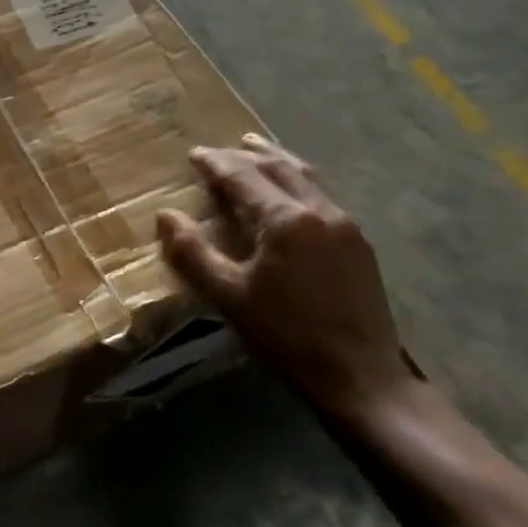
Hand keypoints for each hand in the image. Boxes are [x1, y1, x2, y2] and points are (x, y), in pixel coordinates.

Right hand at [157, 134, 417, 422]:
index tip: (195, 153)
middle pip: (278, 167)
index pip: (243, 176)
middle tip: (221, 150)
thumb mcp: (229, 297)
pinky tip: (291, 195)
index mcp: (284, 219)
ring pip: (305, 177)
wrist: (361, 376)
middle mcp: (318, 210)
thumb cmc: (287, 336)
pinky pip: (321, 196)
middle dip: (246, 154)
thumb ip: (194, 253)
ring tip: (258, 150)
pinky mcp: (359, 244)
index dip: (216, 163)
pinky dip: (297, 182)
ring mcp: (345, 225)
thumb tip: (165, 215)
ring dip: (277, 160)